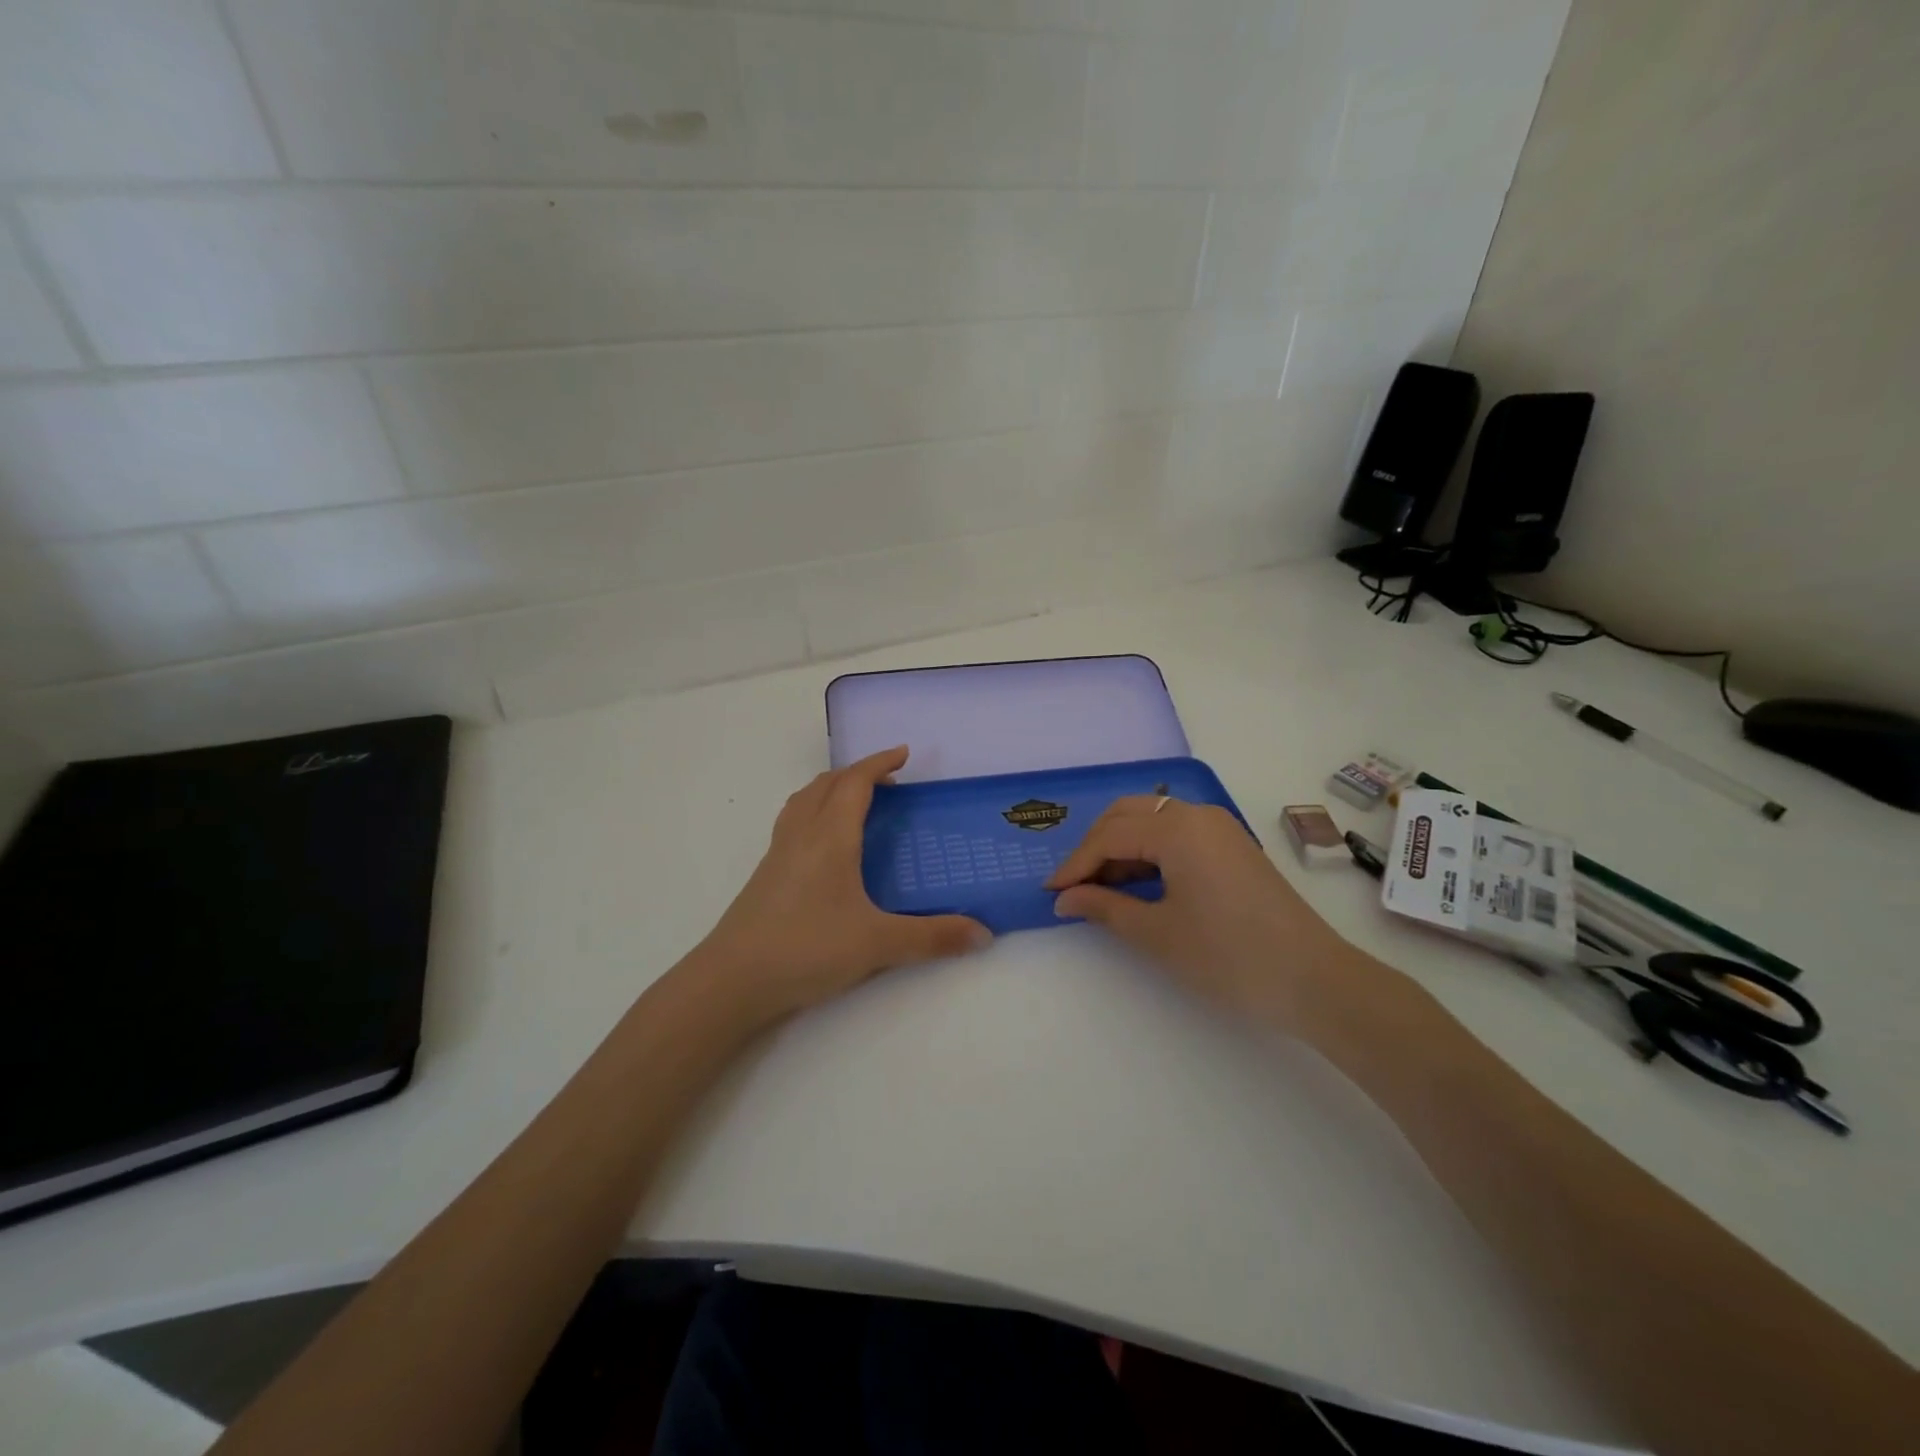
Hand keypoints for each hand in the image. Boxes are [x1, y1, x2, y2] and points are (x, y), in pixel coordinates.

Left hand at [696, 747, 990, 1020]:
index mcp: (830, 836)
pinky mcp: (765, 875)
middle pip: (826, 784)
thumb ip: (933, 937)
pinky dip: (813, 812)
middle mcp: (801, 835)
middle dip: (857, 773)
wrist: (732, 980)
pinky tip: (824, 846)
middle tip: (888, 782)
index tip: (903, 754)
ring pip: (803, 800)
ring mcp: (778, 853)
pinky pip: (792, 823)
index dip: (879, 763)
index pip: (854, 782)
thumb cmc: (807, 949)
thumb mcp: (878, 944)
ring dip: (831, 788)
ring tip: (855, 801)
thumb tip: (984, 934)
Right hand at [1046, 796, 1357, 1031]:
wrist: (1314, 980)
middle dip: (1095, 847)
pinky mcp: (1233, 846)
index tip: (1051, 893)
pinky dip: (1149, 852)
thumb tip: (1064, 899)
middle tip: (1074, 887)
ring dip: (1122, 848)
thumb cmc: (1228, 956)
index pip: (1109, 836)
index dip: (1075, 864)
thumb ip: (1104, 908)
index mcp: (1177, 828)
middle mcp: (1197, 815)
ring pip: (1153, 821)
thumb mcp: (1157, 933)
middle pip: (1129, 815)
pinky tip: (1139, 883)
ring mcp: (1220, 828)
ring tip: (1101, 889)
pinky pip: (1177, 834)